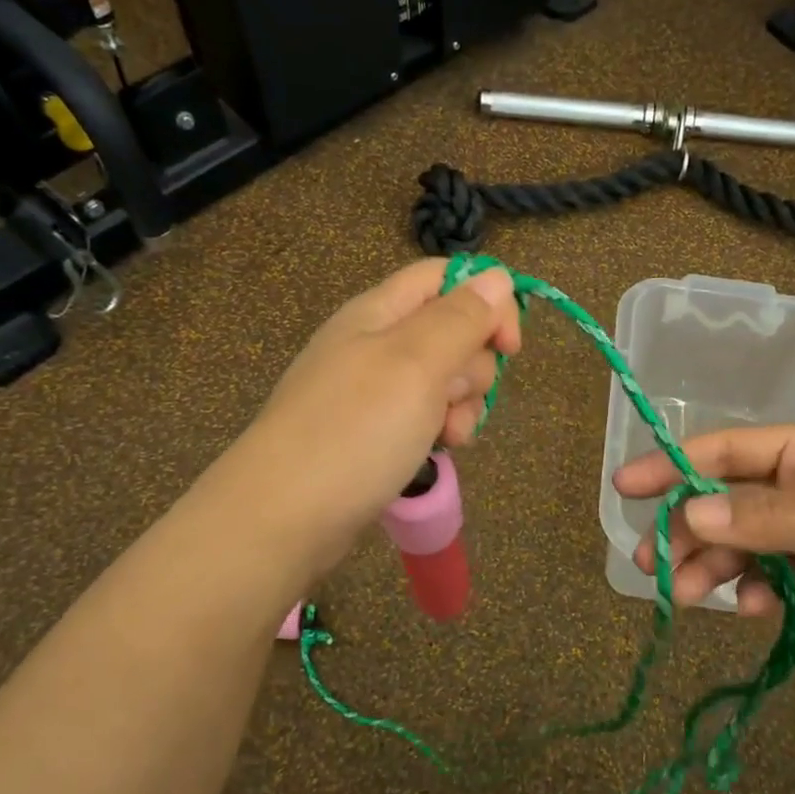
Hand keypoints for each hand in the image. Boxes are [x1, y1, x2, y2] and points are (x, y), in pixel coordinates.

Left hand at [220, 258, 520, 573]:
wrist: (283, 517)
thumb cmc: (354, 430)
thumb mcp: (416, 363)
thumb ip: (460, 317)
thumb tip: (497, 276)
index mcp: (379, 312)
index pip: (445, 278)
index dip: (487, 302)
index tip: (511, 347)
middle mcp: (377, 343)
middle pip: (453, 330)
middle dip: (472, 366)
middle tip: (451, 398)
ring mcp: (375, 390)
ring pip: (446, 378)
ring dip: (461, 404)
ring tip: (447, 435)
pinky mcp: (375, 430)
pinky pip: (426, 414)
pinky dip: (440, 430)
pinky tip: (438, 451)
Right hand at [613, 421, 794, 660]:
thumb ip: (769, 518)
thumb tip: (691, 511)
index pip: (728, 450)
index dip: (672, 466)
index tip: (623, 487)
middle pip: (728, 501)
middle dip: (690, 531)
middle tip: (652, 568)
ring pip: (746, 543)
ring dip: (715, 567)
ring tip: (688, 599)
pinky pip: (775, 576)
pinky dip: (757, 591)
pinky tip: (755, 612)